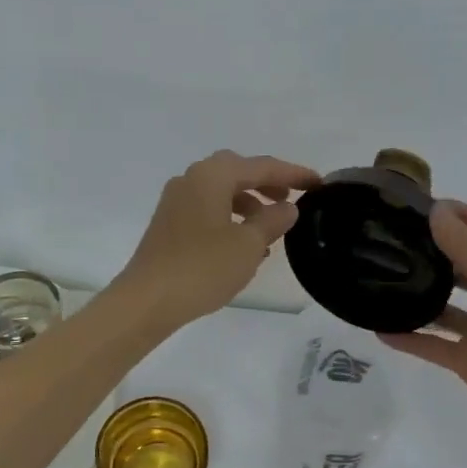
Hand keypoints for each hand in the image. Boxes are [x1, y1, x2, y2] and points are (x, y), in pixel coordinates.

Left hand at [117, 150, 319, 329]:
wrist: (147, 300)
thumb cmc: (202, 268)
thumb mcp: (248, 245)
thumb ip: (272, 220)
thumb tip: (287, 207)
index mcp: (212, 176)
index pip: (261, 166)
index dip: (293, 174)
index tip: (319, 183)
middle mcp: (191, 180)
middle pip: (237, 171)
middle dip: (267, 183)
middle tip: (290, 199)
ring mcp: (176, 201)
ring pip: (221, 191)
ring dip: (248, 203)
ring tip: (270, 228)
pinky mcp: (169, 224)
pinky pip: (207, 209)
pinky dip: (230, 218)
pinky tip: (243, 245)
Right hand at [380, 201, 466, 453]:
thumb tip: (437, 211)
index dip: (464, 214)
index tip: (426, 204)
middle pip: (465, 265)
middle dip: (437, 250)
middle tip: (397, 239)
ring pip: (446, 307)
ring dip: (420, 295)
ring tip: (384, 279)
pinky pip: (434, 345)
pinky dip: (410, 338)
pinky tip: (381, 331)